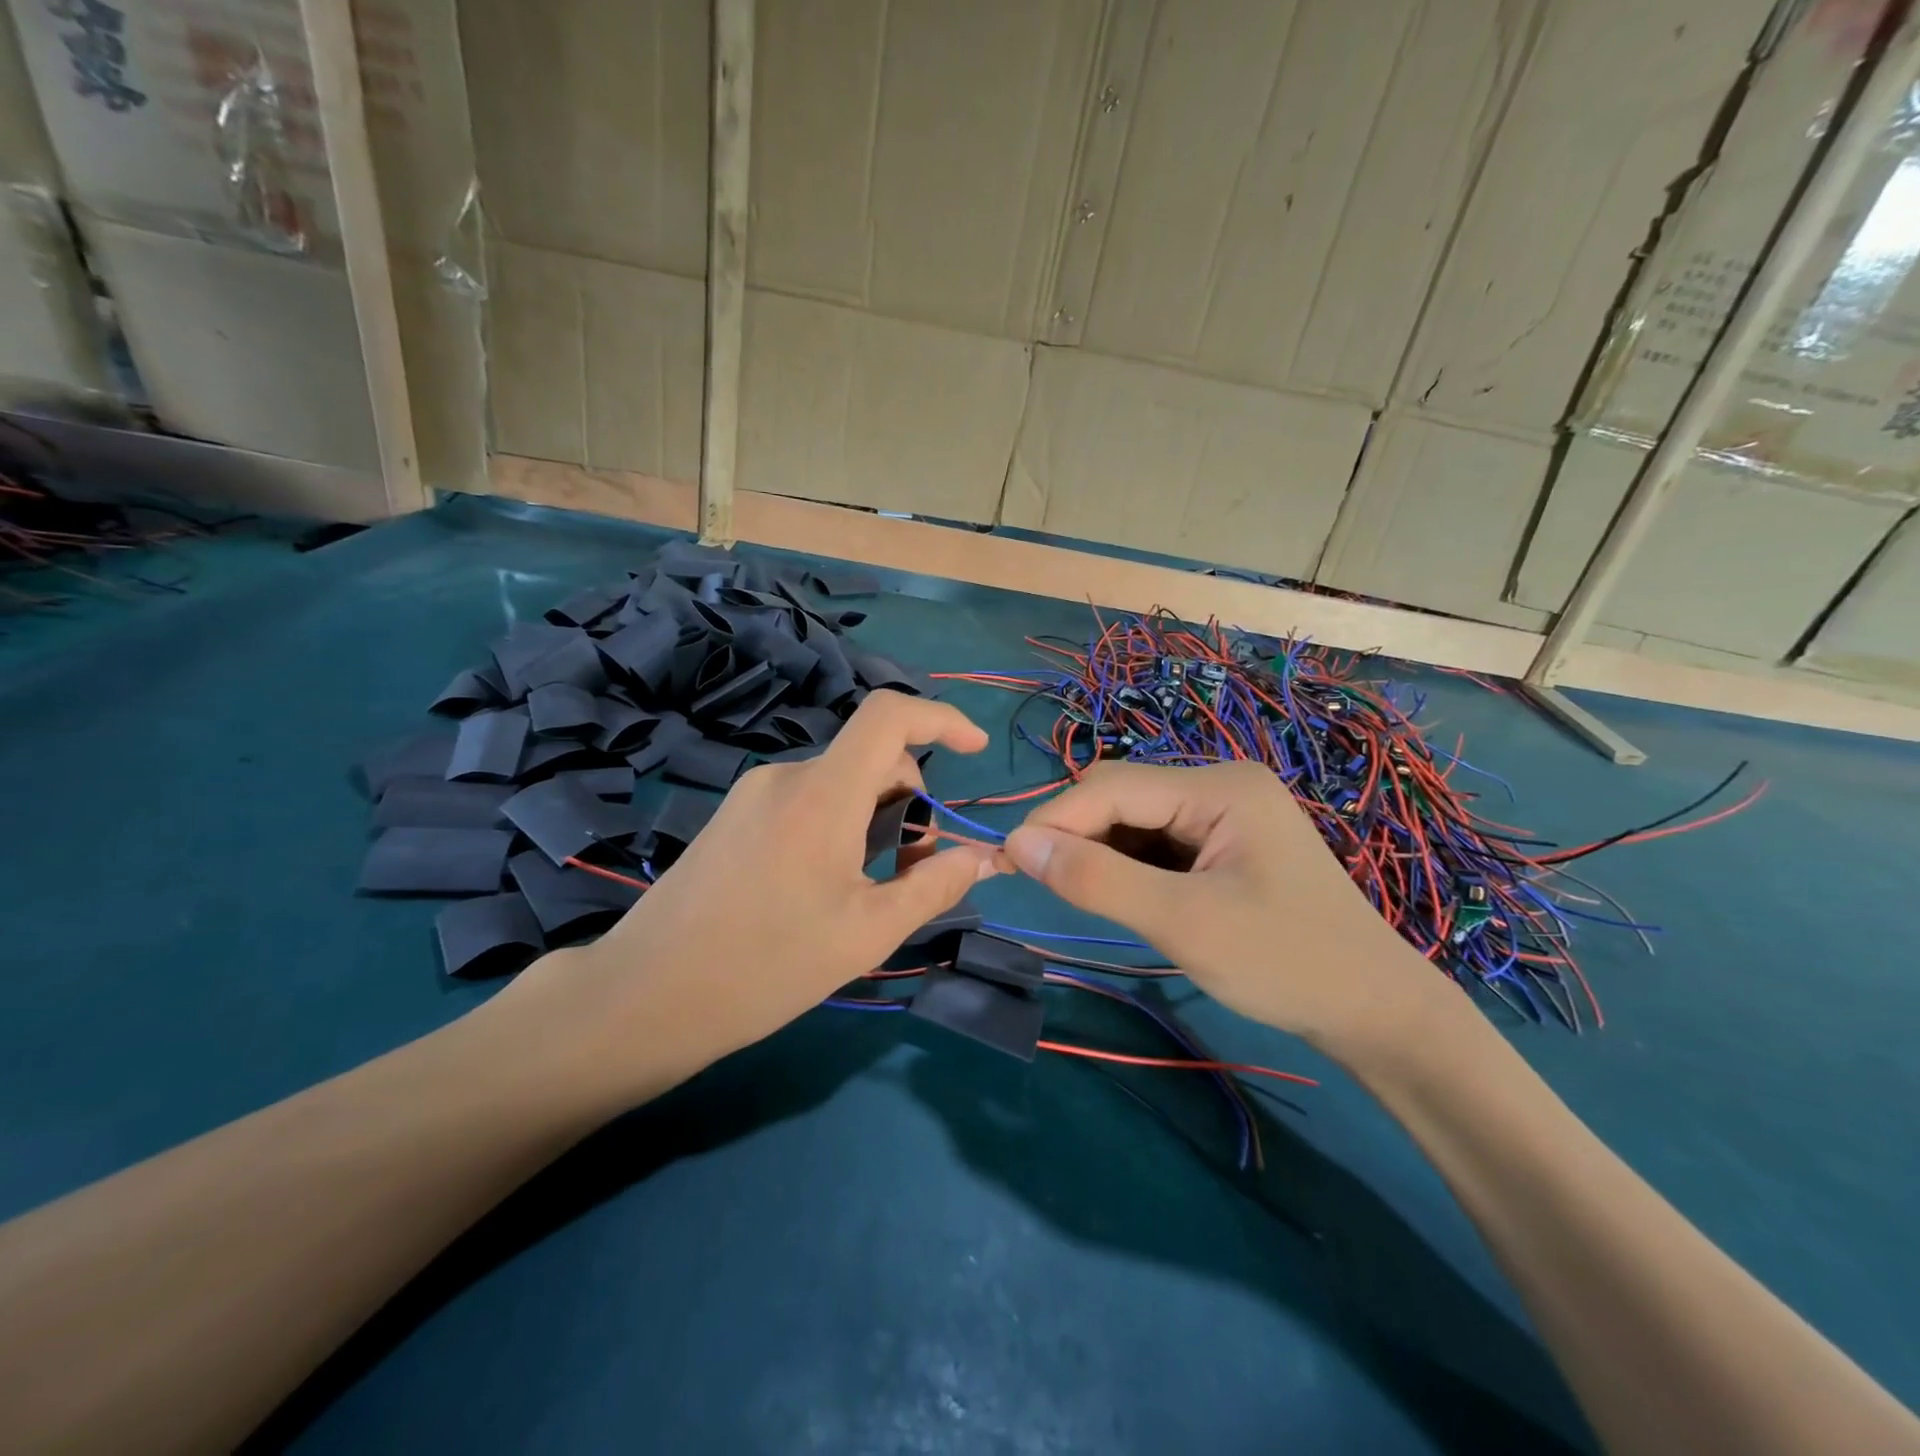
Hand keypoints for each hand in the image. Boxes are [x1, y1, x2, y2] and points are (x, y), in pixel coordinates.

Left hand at [497, 691, 1000, 1092]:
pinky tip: (824, 886)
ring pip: (840, 783)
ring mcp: (753, 794)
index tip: (975, 750)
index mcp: (823, 792)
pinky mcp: (733, 817)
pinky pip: (806, 800)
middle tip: (913, 871)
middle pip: (871, 758)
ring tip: (868, 888)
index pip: (889, 714)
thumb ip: (934, 886)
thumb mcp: (867, 932)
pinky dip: (839, 825)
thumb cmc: (766, 966)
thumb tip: (983, 857)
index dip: (941, 719)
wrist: (646, 996)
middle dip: (910, 802)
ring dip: (874, 819)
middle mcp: (786, 775)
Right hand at [1002, 761, 1441, 1053]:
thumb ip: (1097, 879)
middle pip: (1122, 795)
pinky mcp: (1228, 843)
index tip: (1007, 861)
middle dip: (1076, 833)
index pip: (1111, 787)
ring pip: (1136, 818)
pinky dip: (1129, 864)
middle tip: (1039, 881)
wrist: (1377, 1013)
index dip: (1054, 820)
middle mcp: (1221, 784)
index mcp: (1219, 786)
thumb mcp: (1182, 923)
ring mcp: (1227, 813)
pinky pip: (1159, 840)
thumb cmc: (1285, 964)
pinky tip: (1122, 893)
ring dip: (1101, 850)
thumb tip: (1018, 842)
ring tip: (1078, 892)